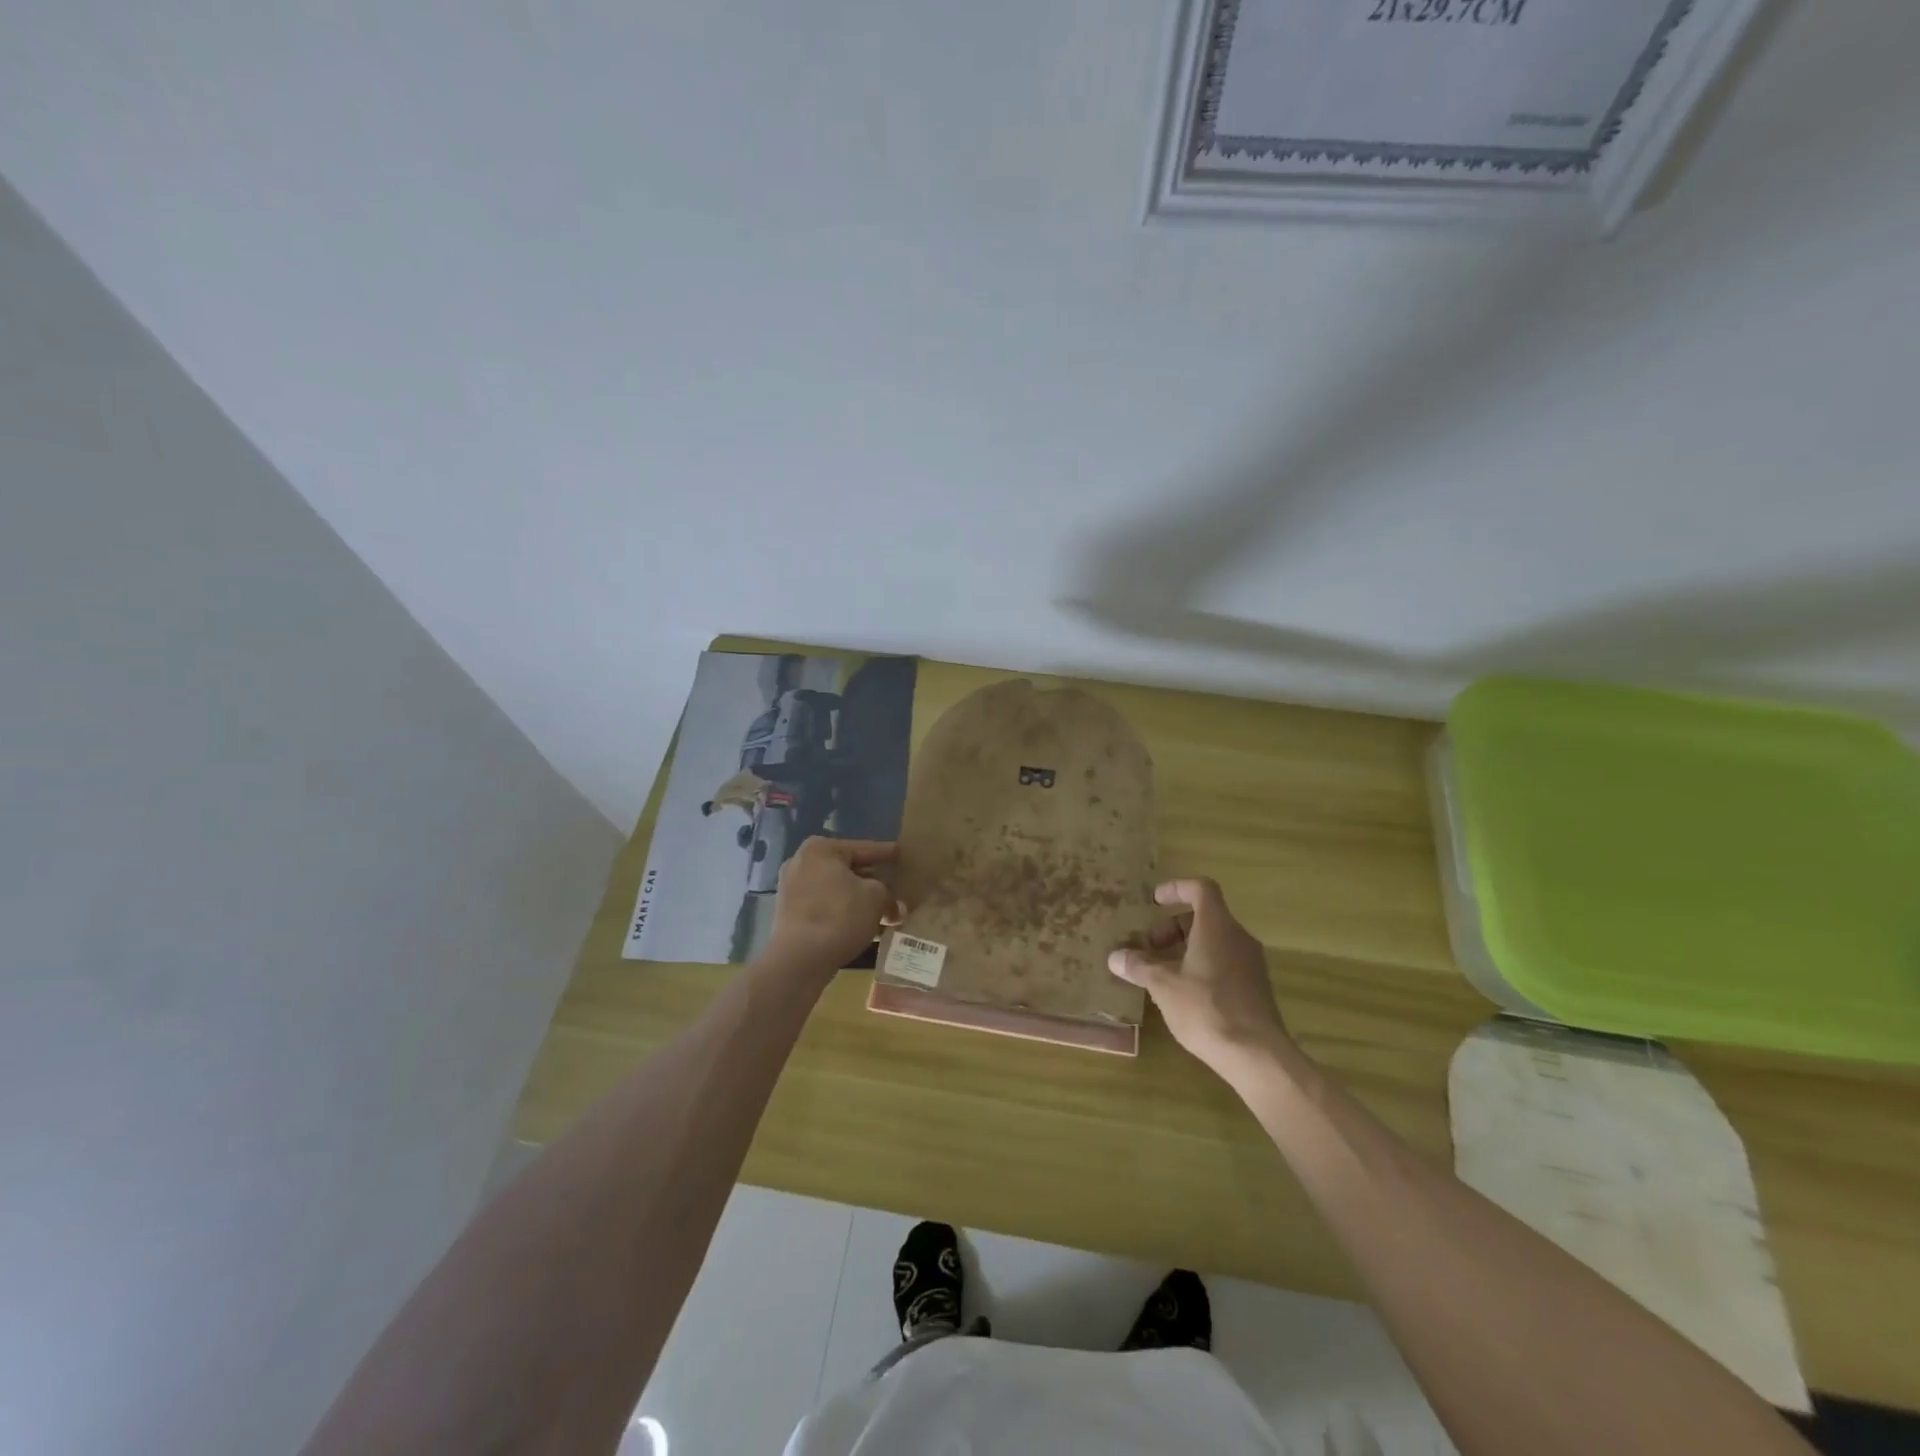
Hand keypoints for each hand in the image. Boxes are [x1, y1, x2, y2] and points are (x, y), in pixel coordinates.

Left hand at [765, 837, 900, 975]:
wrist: (800, 959)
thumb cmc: (840, 915)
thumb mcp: (876, 897)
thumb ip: (888, 894)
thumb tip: (894, 906)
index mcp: (821, 849)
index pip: (863, 848)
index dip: (886, 853)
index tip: (901, 853)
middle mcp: (801, 863)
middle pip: (848, 870)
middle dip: (873, 882)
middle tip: (896, 888)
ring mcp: (792, 890)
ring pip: (837, 891)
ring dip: (860, 901)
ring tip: (885, 914)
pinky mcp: (790, 915)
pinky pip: (825, 908)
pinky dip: (844, 914)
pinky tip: (866, 928)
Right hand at [1108, 878, 1290, 1074]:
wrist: (1256, 1054)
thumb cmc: (1206, 1008)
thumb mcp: (1163, 986)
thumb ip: (1139, 966)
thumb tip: (1115, 957)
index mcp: (1217, 926)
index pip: (1200, 888)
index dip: (1176, 888)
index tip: (1154, 901)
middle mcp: (1238, 937)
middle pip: (1204, 916)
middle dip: (1172, 927)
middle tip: (1148, 949)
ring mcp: (1250, 962)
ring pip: (1213, 941)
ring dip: (1184, 948)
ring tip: (1160, 973)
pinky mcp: (1254, 986)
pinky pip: (1223, 961)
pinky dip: (1200, 965)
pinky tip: (1182, 993)